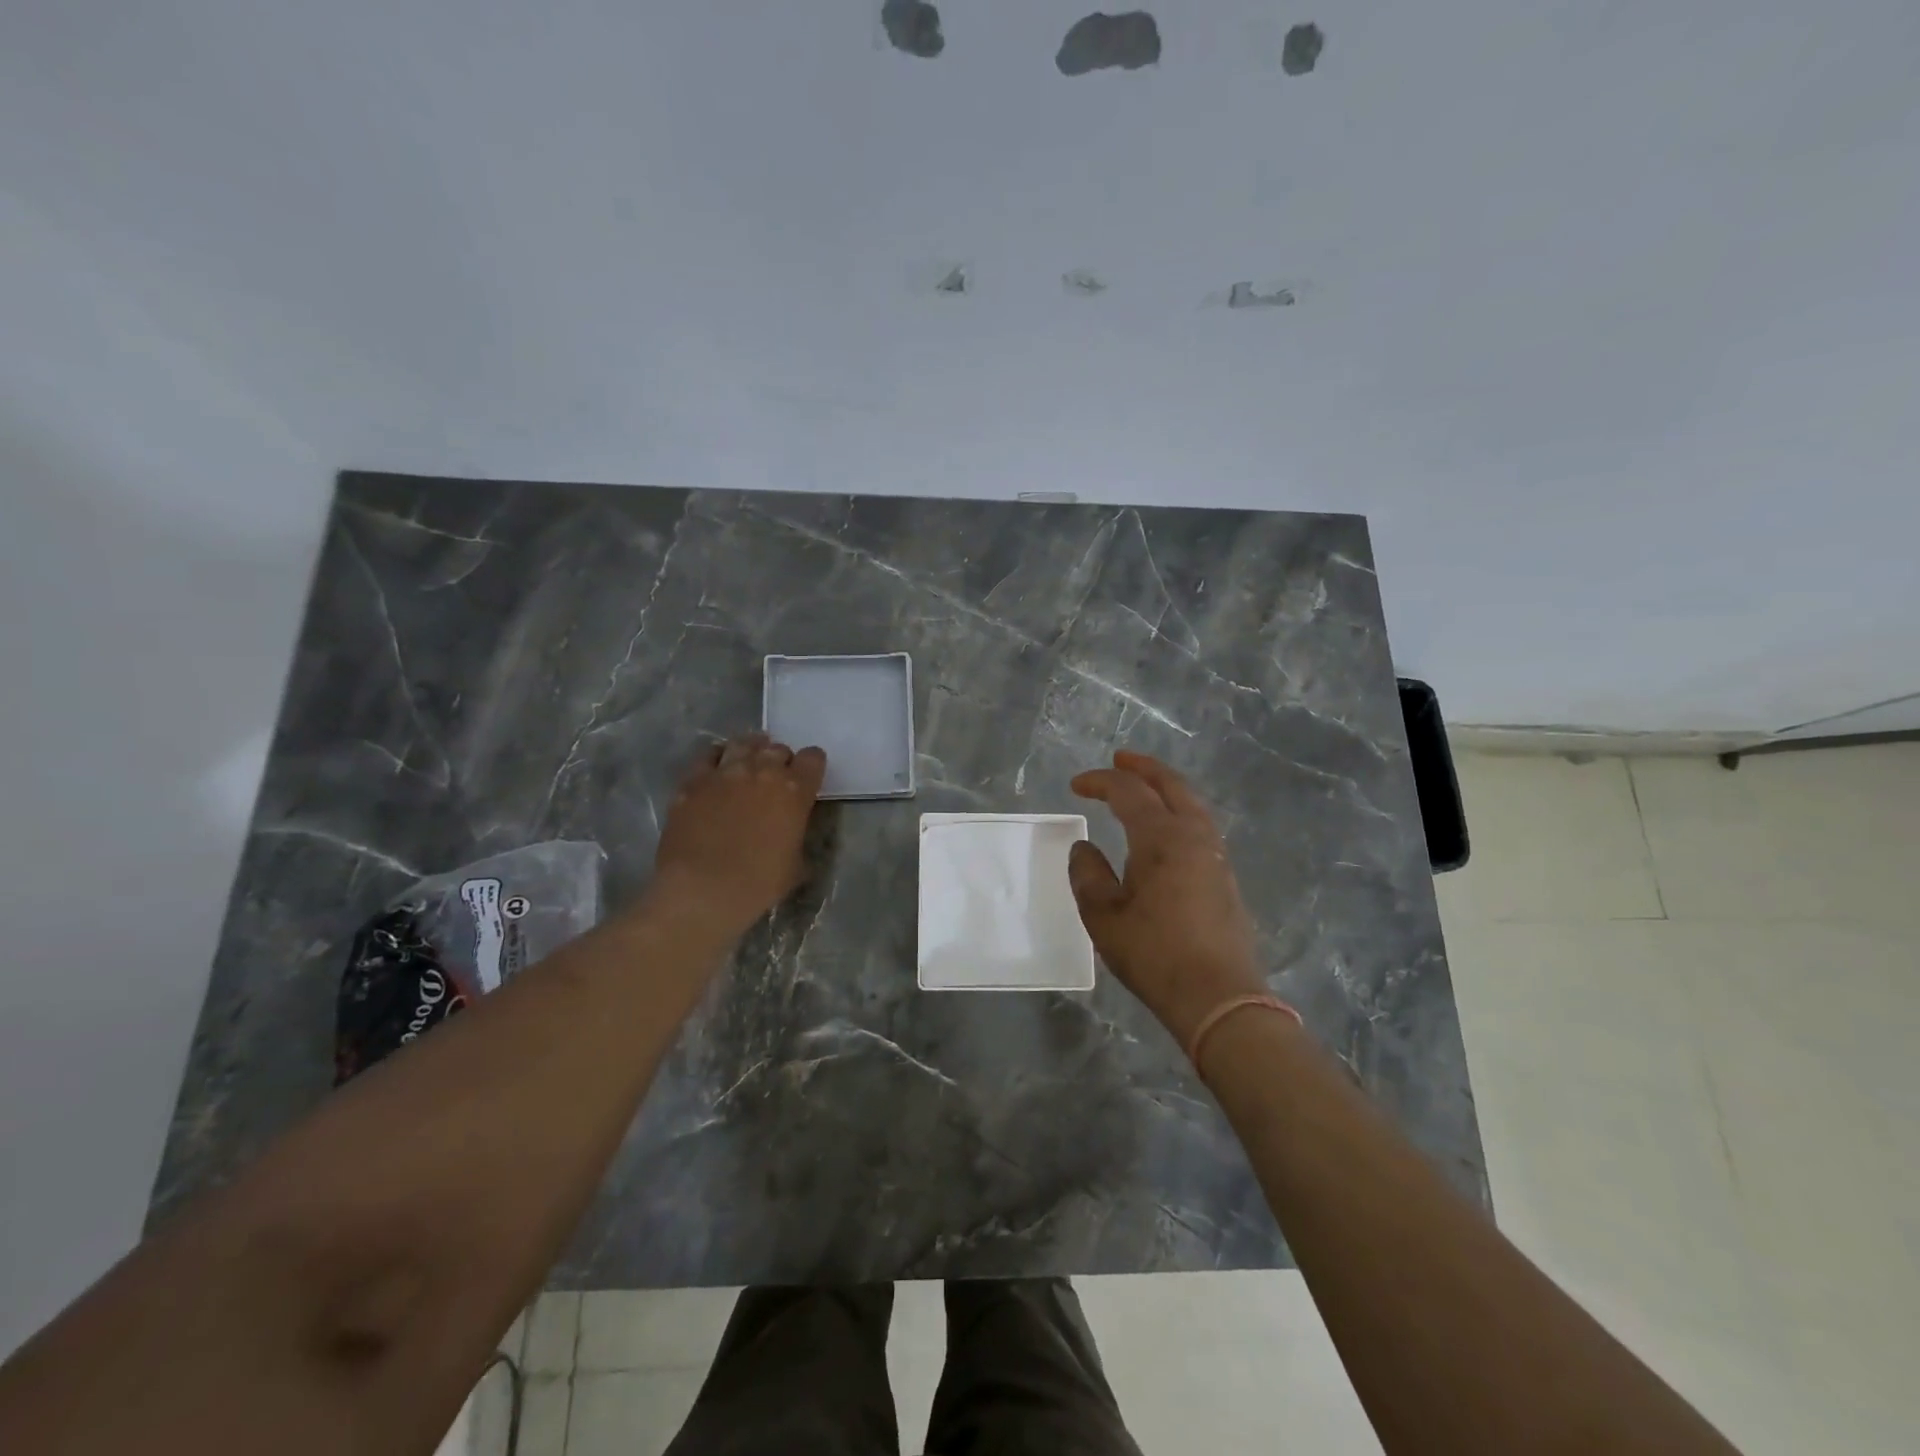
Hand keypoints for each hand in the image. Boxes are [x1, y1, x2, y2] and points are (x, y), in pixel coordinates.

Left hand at [646, 732, 827, 939]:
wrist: (702, 891)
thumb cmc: (758, 884)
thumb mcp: (796, 864)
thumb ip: (796, 834)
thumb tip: (790, 830)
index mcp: (795, 790)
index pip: (813, 758)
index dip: (811, 766)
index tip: (807, 778)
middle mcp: (762, 771)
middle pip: (777, 749)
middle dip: (780, 761)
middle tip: (775, 779)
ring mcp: (724, 772)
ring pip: (743, 743)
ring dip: (750, 751)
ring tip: (747, 763)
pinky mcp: (693, 781)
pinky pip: (708, 756)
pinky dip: (717, 759)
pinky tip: (717, 772)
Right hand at [1068, 750, 1267, 1047]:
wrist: (1218, 998)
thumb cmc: (1154, 955)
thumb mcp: (1104, 917)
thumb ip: (1088, 875)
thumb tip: (1083, 847)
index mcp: (1161, 837)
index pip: (1128, 792)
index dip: (1100, 782)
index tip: (1076, 785)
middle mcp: (1193, 835)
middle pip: (1170, 785)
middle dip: (1143, 767)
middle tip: (1120, 759)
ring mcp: (1214, 855)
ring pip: (1191, 803)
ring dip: (1165, 787)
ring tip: (1144, 786)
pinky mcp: (1224, 876)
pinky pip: (1200, 824)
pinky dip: (1179, 809)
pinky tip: (1166, 827)